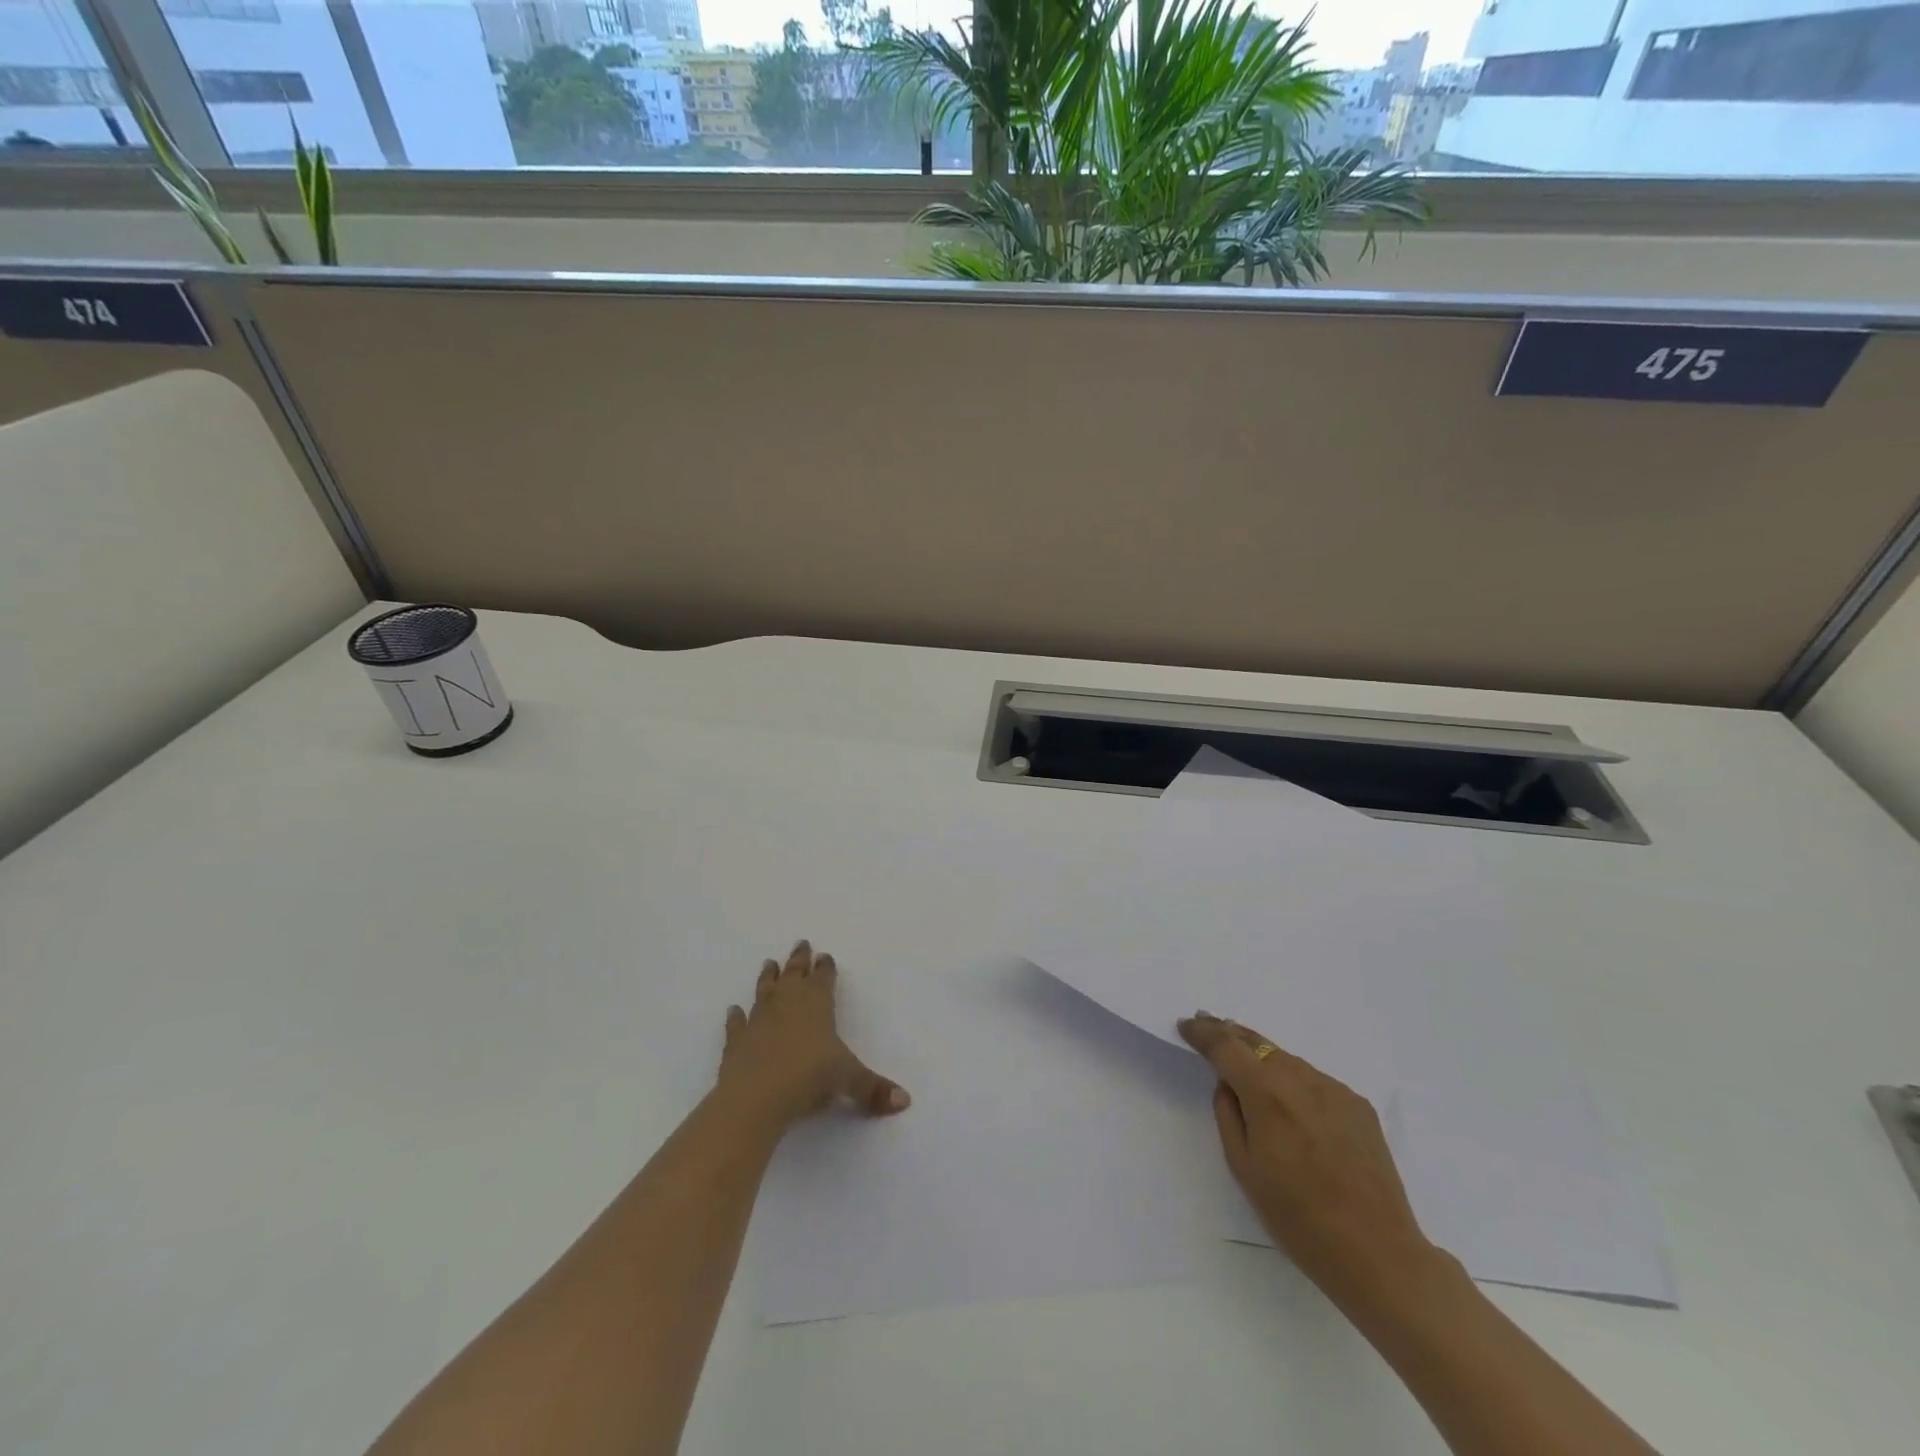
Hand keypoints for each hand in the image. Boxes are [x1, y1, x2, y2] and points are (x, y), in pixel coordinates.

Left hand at [716, 941, 910, 1128]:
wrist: (756, 1097)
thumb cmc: (809, 1078)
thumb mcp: (849, 1081)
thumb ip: (874, 1089)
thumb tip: (905, 1100)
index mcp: (817, 1003)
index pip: (824, 977)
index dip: (826, 967)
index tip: (825, 956)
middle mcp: (787, 1003)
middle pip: (794, 974)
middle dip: (799, 959)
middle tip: (801, 944)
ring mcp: (759, 1019)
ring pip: (765, 990)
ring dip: (768, 977)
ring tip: (769, 963)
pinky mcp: (736, 1040)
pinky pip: (736, 1023)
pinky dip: (735, 1016)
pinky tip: (733, 1010)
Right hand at [1179, 1011, 1438, 1306]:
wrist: (1379, 1254)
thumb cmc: (1298, 1219)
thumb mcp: (1243, 1169)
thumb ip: (1229, 1115)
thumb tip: (1229, 1085)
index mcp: (1266, 1094)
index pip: (1226, 1046)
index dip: (1203, 1033)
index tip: (1186, 1025)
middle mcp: (1301, 1079)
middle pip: (1258, 1042)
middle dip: (1229, 1032)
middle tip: (1208, 1024)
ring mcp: (1334, 1090)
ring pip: (1287, 1060)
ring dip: (1263, 1058)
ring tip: (1248, 1067)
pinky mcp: (1359, 1106)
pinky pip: (1315, 1082)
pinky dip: (1295, 1082)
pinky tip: (1293, 1106)